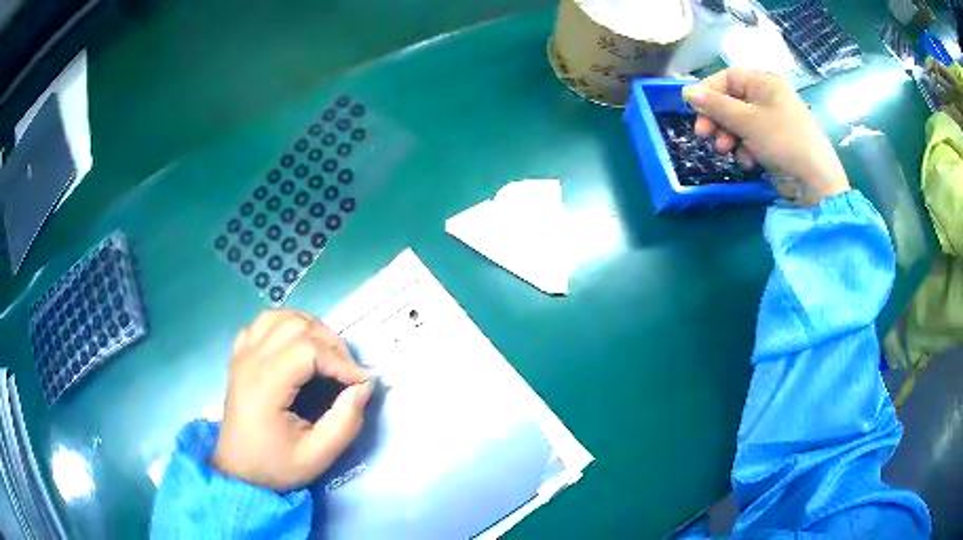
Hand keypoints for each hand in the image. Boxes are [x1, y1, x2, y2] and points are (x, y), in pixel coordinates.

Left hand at [212, 309, 372, 490]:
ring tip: (326, 354)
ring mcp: (242, 354)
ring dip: (310, 328)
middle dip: (331, 343)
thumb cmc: (276, 465)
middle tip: (347, 371)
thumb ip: (345, 422)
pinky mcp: (239, 355)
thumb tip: (364, 386)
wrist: (238, 471)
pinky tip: (296, 346)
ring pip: (280, 317)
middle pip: (297, 326)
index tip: (361, 382)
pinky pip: (263, 323)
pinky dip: (285, 325)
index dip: (341, 362)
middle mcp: (250, 360)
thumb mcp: (318, 456)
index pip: (309, 350)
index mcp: (265, 385)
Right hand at [682, 68, 849, 205]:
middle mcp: (768, 97)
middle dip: (717, 119)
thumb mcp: (747, 121)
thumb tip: (686, 92)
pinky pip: (750, 139)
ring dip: (729, 137)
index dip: (709, 92)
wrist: (816, 182)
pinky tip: (749, 161)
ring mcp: (772, 120)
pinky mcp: (774, 142)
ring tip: (727, 151)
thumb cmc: (784, 141)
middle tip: (704, 136)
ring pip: (738, 123)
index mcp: (764, 83)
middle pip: (731, 101)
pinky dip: (744, 149)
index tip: (694, 112)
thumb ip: (716, 106)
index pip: (727, 78)